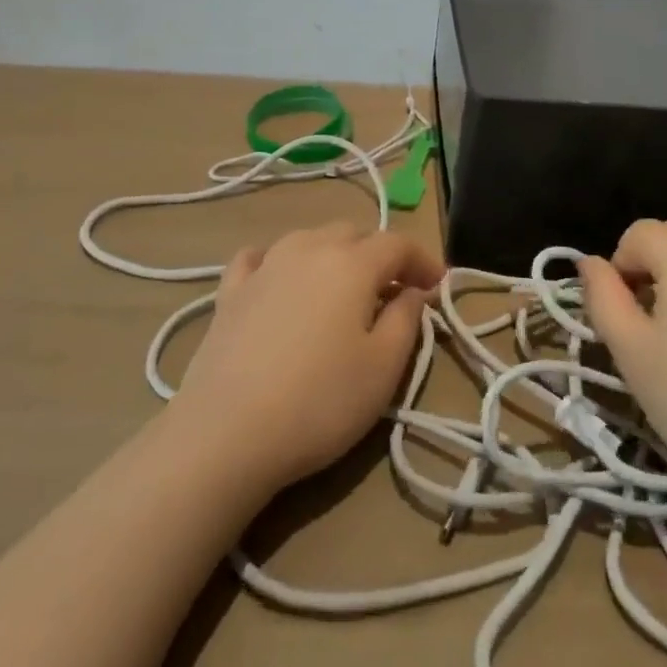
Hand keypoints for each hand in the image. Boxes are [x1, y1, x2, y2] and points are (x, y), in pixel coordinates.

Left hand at [170, 222, 442, 495]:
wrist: (227, 433)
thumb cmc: (319, 402)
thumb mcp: (382, 368)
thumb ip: (407, 320)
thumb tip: (414, 291)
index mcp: (352, 263)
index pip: (397, 244)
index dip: (423, 260)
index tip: (440, 286)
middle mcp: (309, 248)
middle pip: (354, 234)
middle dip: (380, 255)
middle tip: (394, 291)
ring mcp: (265, 265)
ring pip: (309, 239)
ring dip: (334, 254)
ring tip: (342, 288)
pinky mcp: (230, 290)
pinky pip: (260, 257)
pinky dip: (279, 260)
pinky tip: (279, 277)